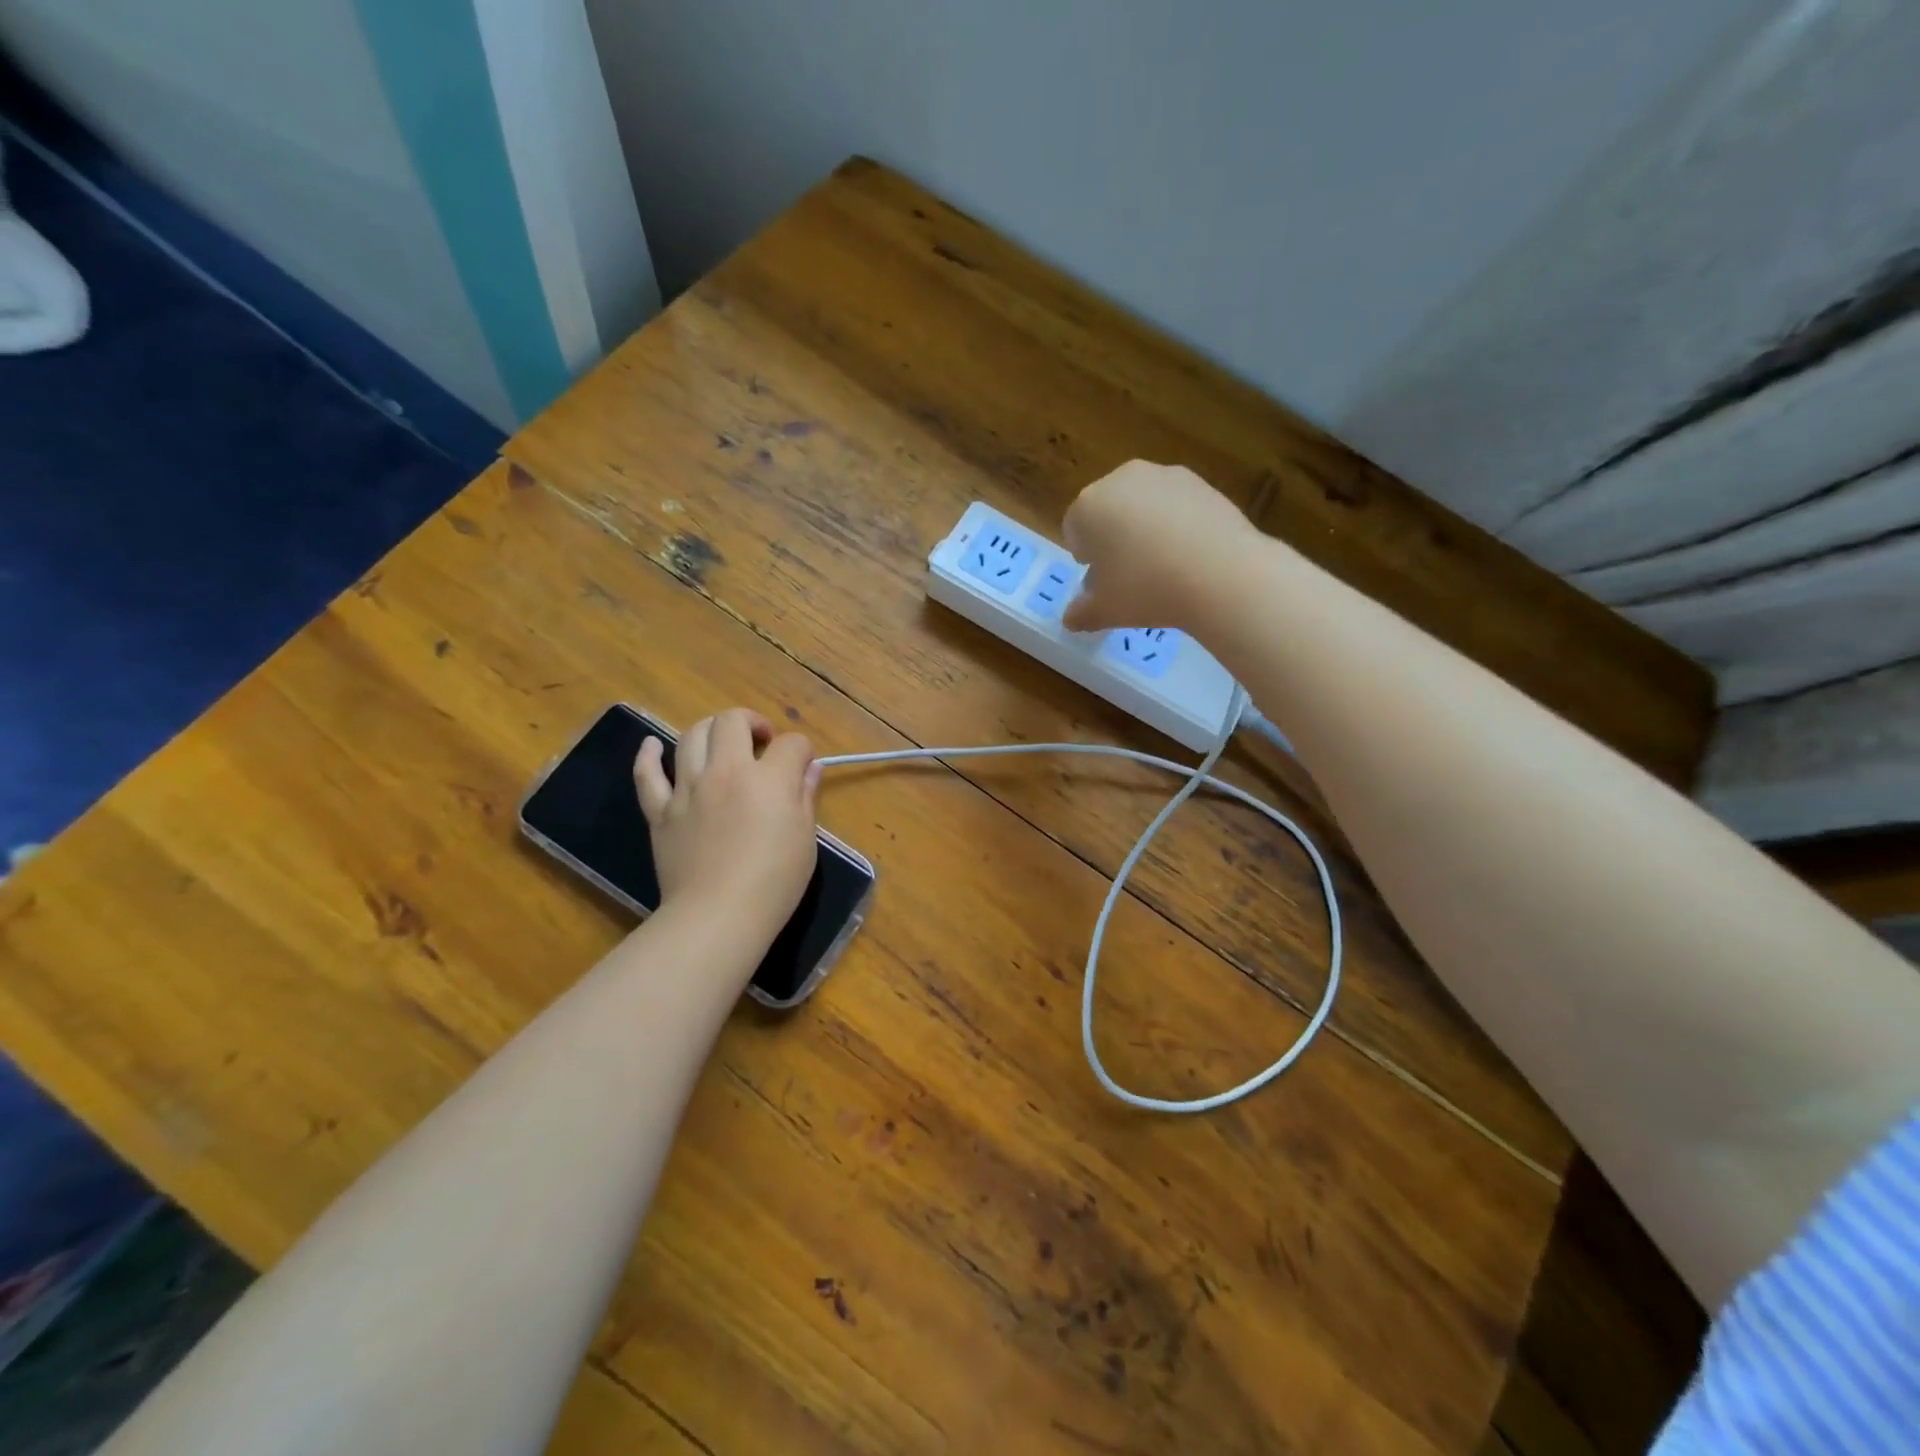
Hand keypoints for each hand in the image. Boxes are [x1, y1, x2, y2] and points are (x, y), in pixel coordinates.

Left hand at [634, 709, 819, 940]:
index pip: (790, 744)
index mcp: (768, 779)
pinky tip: (652, 746)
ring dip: (711, 731)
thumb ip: (805, 796)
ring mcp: (688, 789)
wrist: (717, 915)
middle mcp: (726, 771)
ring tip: (722, 745)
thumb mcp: (805, 839)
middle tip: (762, 743)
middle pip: (732, 722)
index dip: (802, 750)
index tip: (804, 765)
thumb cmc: (774, 882)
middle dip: (752, 723)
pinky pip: (647, 775)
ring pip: (692, 736)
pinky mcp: (660, 811)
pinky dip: (648, 755)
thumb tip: (809, 768)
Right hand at [1062, 461, 1256, 632]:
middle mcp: (1121, 480)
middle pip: (1107, 510)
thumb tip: (1071, 619)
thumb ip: (1081, 613)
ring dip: (1144, 528)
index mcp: (1088, 506)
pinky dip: (1176, 524)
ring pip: (1143, 504)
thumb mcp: (1104, 611)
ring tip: (1162, 565)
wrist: (1221, 574)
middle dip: (1112, 537)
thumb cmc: (1146, 589)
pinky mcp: (1201, 482)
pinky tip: (1189, 555)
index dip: (1085, 556)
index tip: (1099, 580)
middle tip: (1128, 573)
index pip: (1073, 529)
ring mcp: (1164, 476)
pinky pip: (1176, 505)